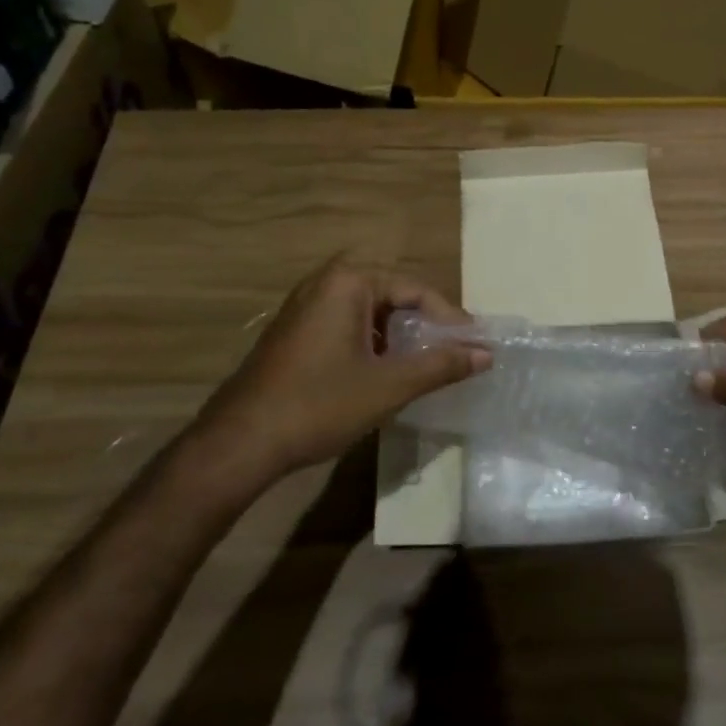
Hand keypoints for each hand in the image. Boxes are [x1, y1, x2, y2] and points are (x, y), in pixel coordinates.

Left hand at [184, 259, 490, 494]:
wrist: (238, 444)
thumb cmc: (318, 405)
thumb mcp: (388, 386)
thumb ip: (441, 365)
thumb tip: (487, 353)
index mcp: (349, 282)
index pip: (416, 290)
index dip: (450, 320)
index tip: (474, 347)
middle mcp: (325, 283)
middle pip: (394, 296)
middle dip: (425, 326)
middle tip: (453, 354)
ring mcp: (305, 306)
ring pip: (370, 313)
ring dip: (400, 336)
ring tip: (424, 365)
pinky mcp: (294, 332)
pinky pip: (347, 325)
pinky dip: (373, 344)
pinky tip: (383, 373)